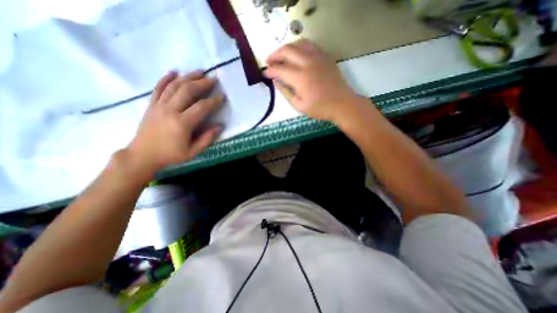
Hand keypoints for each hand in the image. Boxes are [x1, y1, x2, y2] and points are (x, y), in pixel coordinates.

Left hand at [126, 70, 221, 173]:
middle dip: (202, 83)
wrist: (142, 156)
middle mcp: (170, 110)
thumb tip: (220, 126)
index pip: (201, 107)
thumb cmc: (170, 155)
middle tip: (213, 79)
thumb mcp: (193, 152)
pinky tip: (174, 71)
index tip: (222, 96)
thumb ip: (207, 139)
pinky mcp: (151, 105)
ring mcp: (159, 106)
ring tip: (199, 71)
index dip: (213, 101)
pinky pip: (158, 88)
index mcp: (182, 123)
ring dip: (188, 77)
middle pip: (187, 91)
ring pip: (174, 86)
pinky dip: (166, 78)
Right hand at [265, 38, 361, 120]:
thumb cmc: (320, 108)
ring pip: (298, 43)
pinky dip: (299, 47)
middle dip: (274, 55)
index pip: (280, 69)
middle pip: (287, 50)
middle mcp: (308, 63)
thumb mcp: (299, 106)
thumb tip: (276, 82)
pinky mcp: (325, 56)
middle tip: (269, 62)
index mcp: (300, 78)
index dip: (270, 71)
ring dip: (286, 48)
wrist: (342, 104)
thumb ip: (285, 93)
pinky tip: (296, 54)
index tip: (264, 73)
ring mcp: (318, 57)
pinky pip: (309, 45)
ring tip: (281, 57)